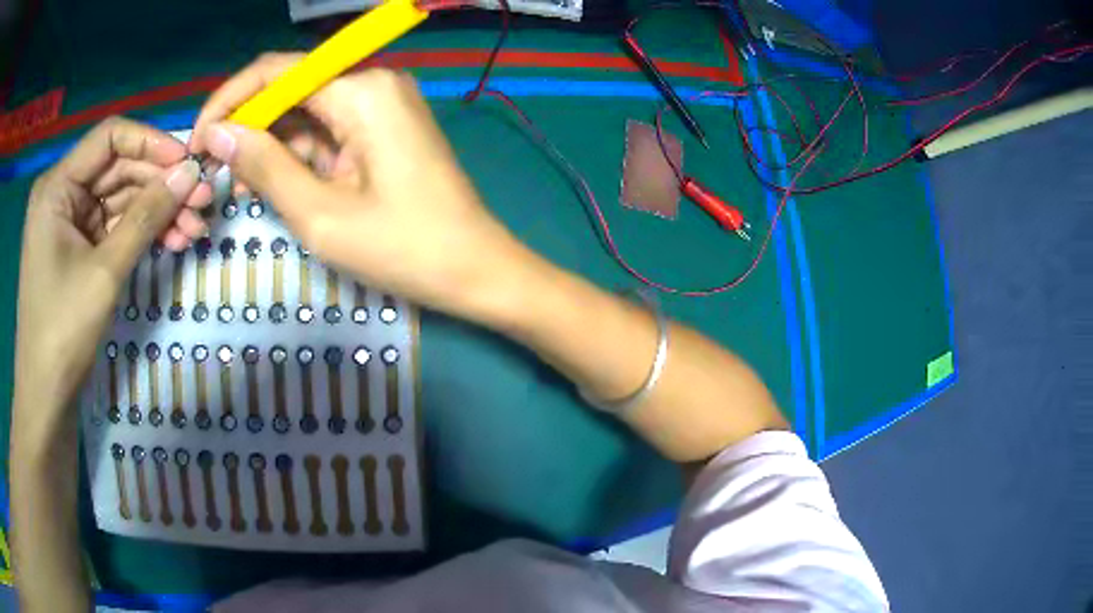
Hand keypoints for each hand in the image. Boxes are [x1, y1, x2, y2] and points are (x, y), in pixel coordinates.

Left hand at [14, 118, 202, 435]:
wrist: (46, 398)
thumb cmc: (62, 332)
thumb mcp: (104, 273)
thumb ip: (145, 217)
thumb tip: (190, 173)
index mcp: (57, 186)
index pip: (110, 137)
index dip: (151, 142)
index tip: (187, 162)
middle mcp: (63, 194)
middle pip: (118, 169)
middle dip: (160, 184)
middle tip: (202, 202)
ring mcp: (70, 223)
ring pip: (121, 199)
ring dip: (157, 211)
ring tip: (195, 229)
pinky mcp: (79, 249)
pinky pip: (115, 227)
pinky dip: (142, 233)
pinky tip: (172, 241)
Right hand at [189, 54, 530, 317]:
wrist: (476, 270)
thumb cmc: (403, 249)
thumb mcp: (319, 213)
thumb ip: (264, 165)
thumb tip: (217, 134)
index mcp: (362, 89)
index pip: (277, 72)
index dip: (230, 101)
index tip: (197, 141)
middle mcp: (373, 83)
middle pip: (291, 89)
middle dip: (248, 127)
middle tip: (216, 174)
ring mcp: (381, 105)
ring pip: (304, 112)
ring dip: (269, 145)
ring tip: (242, 188)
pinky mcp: (382, 130)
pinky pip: (326, 131)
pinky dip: (296, 156)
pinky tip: (275, 185)